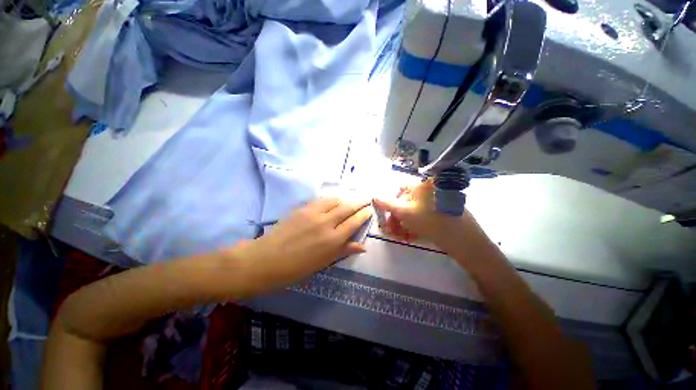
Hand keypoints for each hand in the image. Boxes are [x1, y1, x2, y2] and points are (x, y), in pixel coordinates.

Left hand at [235, 198, 371, 290]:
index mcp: (333, 240)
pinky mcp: (302, 208)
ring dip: (345, 199)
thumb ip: (344, 251)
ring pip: (334, 200)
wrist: (266, 260)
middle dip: (358, 203)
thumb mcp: (323, 263)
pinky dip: (330, 199)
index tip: (369, 210)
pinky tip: (332, 201)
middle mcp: (326, 223)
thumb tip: (362, 246)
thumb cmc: (296, 268)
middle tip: (364, 200)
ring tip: (349, 199)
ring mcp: (313, 213)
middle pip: (347, 208)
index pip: (354, 222)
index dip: (363, 215)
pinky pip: (321, 200)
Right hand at [373, 180, 477, 252]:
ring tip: (400, 236)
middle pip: (407, 202)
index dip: (391, 203)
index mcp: (422, 185)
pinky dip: (415, 225)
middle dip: (396, 217)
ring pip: (414, 211)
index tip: (387, 216)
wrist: (462, 239)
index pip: (400, 190)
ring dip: (404, 223)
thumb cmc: (429, 220)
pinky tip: (411, 236)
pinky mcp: (441, 213)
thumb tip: (374, 197)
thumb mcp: (404, 212)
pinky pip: (424, 217)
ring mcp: (437, 202)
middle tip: (391, 230)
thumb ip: (387, 204)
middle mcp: (430, 190)